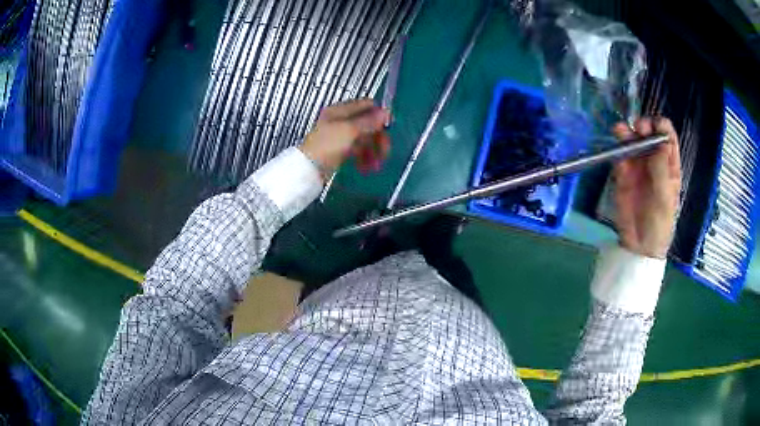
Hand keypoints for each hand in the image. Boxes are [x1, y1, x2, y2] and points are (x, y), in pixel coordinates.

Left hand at [300, 99, 390, 178]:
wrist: (308, 170)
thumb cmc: (327, 146)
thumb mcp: (350, 130)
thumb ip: (369, 121)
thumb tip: (387, 112)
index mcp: (340, 110)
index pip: (366, 105)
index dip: (379, 115)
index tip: (388, 128)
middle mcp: (341, 120)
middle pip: (368, 123)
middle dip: (378, 138)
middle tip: (384, 152)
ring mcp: (340, 136)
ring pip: (364, 138)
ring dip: (373, 151)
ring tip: (376, 165)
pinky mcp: (340, 150)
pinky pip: (358, 150)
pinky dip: (364, 157)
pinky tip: (367, 168)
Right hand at [612, 117, 680, 258]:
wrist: (640, 245)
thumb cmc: (660, 223)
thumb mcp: (665, 198)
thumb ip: (662, 169)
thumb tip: (661, 141)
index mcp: (669, 164)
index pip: (667, 136)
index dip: (661, 127)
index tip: (653, 126)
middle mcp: (654, 160)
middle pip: (649, 134)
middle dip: (643, 127)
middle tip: (638, 129)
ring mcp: (638, 166)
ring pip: (632, 141)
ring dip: (627, 133)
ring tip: (620, 131)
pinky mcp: (623, 173)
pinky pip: (620, 156)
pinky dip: (617, 149)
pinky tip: (615, 147)